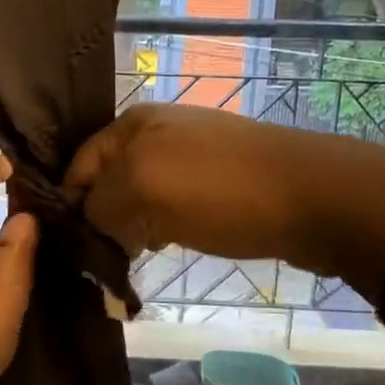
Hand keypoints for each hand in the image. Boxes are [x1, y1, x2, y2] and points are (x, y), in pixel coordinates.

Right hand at [65, 103, 384, 282]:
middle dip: (100, 218)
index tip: (69, 250)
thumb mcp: (144, 190)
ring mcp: (190, 154)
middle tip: (100, 261)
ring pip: (140, 194)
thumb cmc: (219, 190)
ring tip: (130, 258)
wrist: (314, 196)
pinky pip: (171, 202)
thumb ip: (100, 204)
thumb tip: (86, 221)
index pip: (77, 167)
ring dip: (130, 226)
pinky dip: (160, 225)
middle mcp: (156, 132)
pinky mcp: (217, 179)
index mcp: (132, 124)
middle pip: (107, 180)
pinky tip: (165, 245)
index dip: (69, 206)